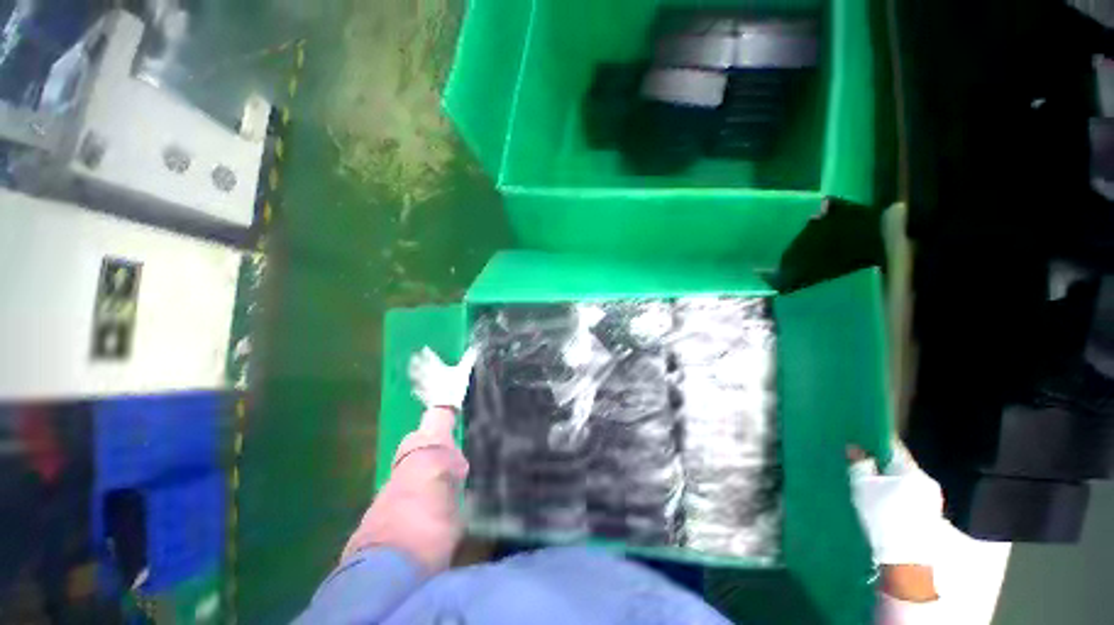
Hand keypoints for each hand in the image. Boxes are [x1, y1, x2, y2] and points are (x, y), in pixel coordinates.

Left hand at [409, 346, 476, 410]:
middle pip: (422, 367)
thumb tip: (475, 349)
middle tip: (413, 357)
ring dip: (414, 374)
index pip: (432, 358)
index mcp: (439, 369)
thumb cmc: (455, 388)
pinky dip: (416, 390)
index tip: (423, 348)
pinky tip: (413, 390)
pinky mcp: (426, 397)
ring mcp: (426, 387)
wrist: (445, 407)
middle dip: (418, 361)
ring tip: (410, 370)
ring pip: (418, 378)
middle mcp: (430, 376)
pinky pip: (419, 392)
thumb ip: (469, 359)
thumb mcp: (464, 371)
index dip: (428, 353)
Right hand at [849, 442, 944, 567]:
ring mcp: (930, 500)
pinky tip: (882, 500)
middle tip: (861, 460)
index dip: (876, 440)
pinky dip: (895, 493)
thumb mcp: (864, 488)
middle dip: (881, 462)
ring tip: (869, 482)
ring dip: (889, 479)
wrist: (905, 560)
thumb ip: (860, 465)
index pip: (893, 447)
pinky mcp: (929, 516)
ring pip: (905, 481)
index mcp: (911, 470)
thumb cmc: (883, 517)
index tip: (861, 436)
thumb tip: (854, 447)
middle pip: (900, 465)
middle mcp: (926, 481)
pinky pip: (909, 495)